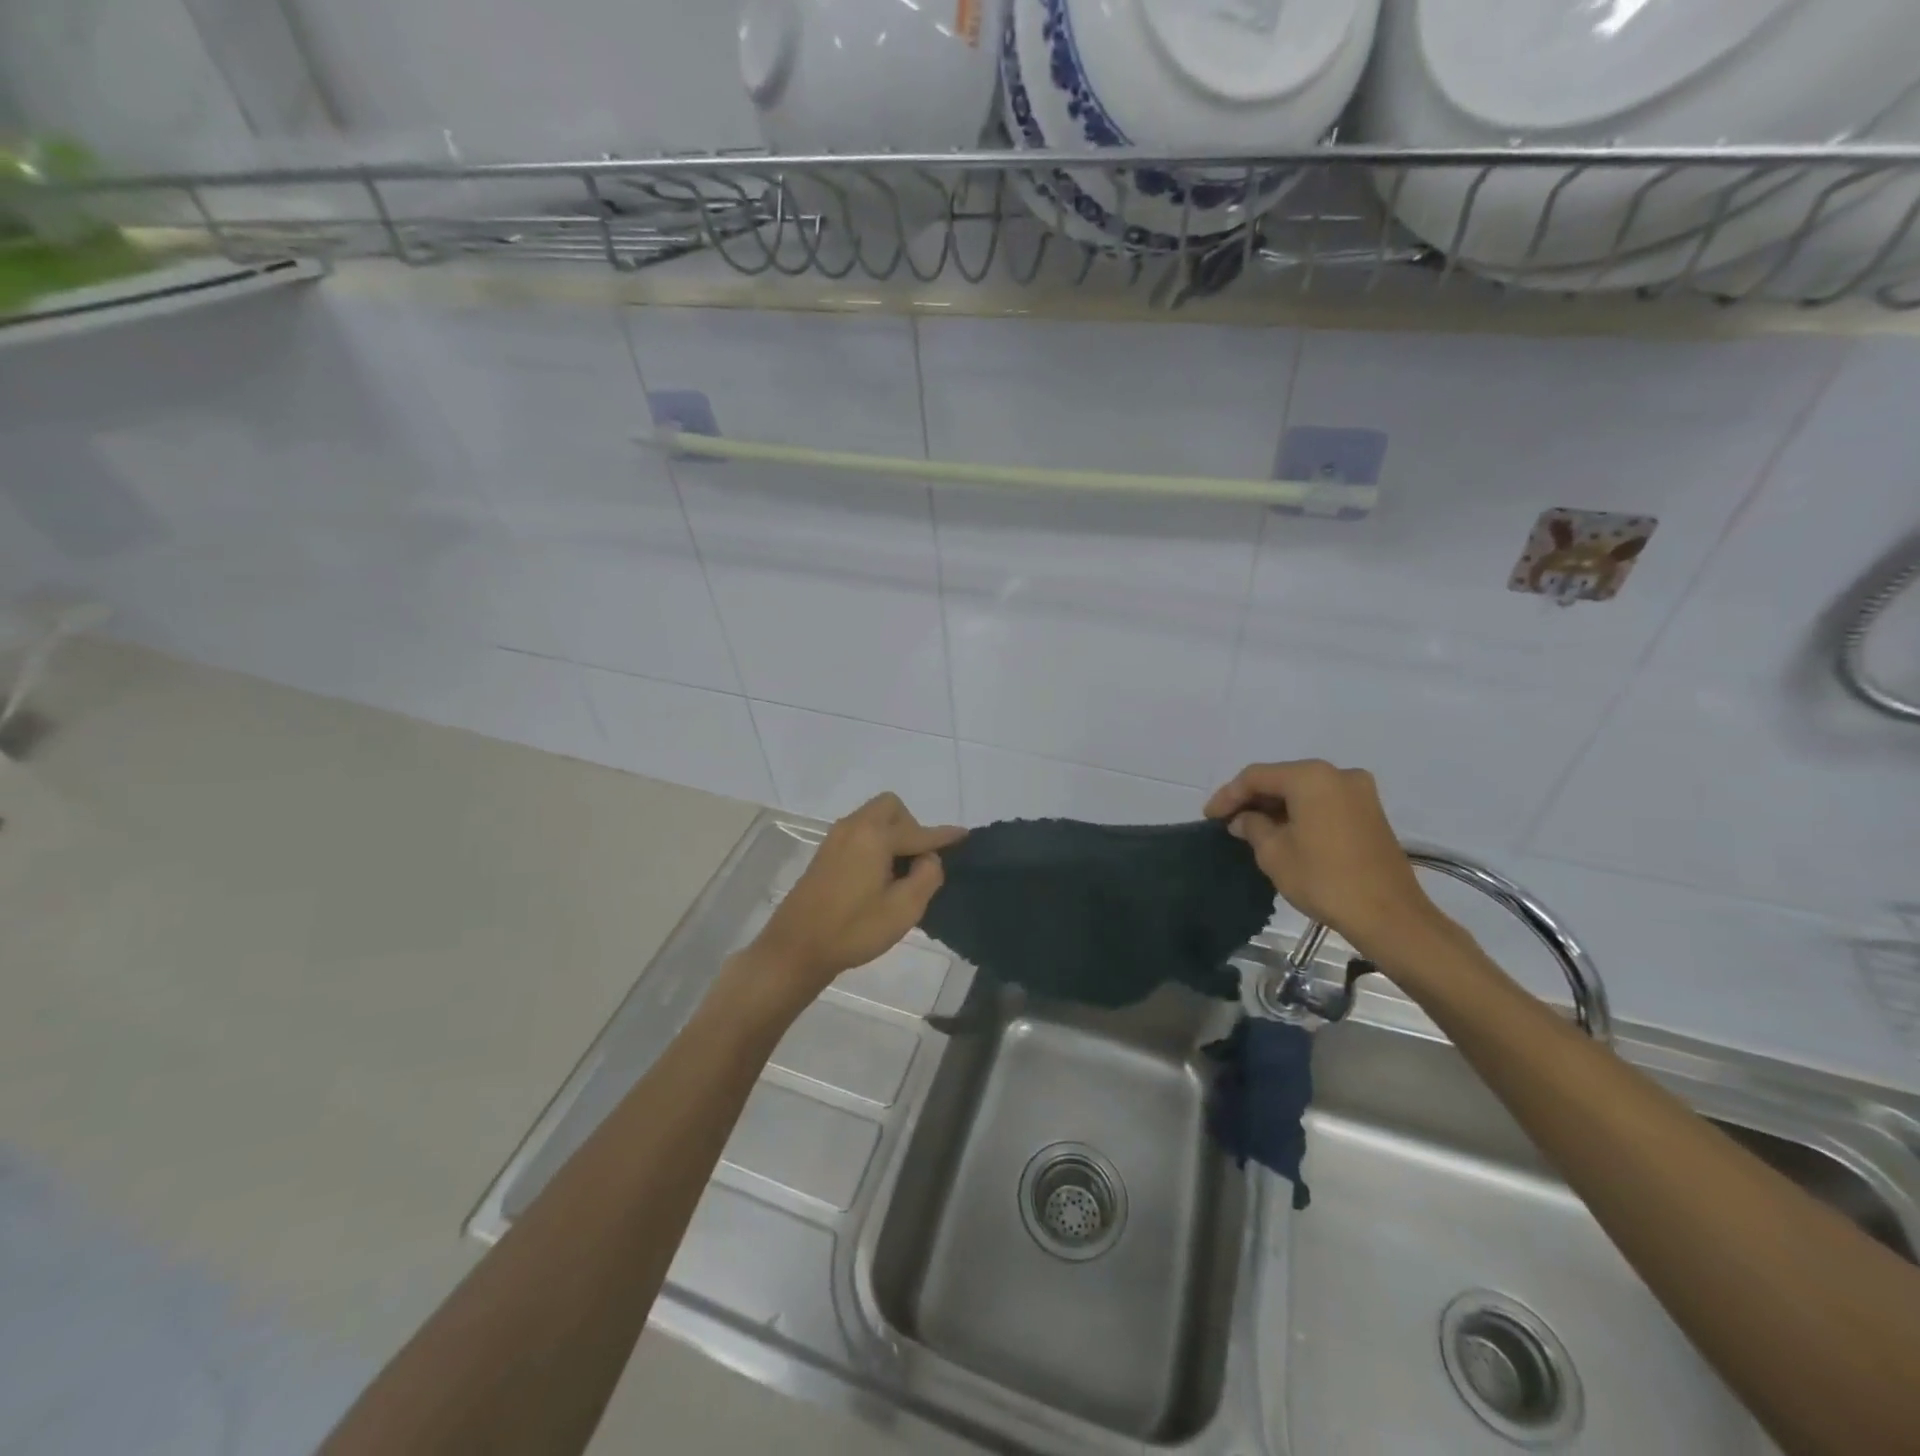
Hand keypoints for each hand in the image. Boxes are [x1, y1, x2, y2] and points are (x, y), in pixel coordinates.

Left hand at [741, 793, 964, 1011]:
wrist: (796, 948)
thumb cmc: (853, 929)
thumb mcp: (903, 909)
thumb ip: (926, 876)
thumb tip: (929, 858)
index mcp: (874, 836)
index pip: (919, 831)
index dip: (944, 835)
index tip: (965, 835)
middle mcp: (854, 827)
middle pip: (891, 808)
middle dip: (911, 826)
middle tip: (918, 860)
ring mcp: (835, 839)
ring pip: (873, 819)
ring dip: (892, 834)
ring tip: (901, 872)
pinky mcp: (825, 854)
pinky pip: (860, 833)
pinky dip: (876, 842)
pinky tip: (879, 875)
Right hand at [1205, 760, 1446, 960]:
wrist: (1388, 915)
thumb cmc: (1323, 879)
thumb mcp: (1274, 853)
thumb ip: (1252, 827)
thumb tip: (1244, 819)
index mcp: (1311, 777)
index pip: (1256, 776)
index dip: (1228, 795)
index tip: (1209, 817)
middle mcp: (1338, 774)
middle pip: (1282, 778)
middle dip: (1253, 798)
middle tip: (1228, 820)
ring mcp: (1359, 792)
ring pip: (1304, 791)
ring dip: (1276, 806)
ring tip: (1251, 828)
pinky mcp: (1370, 812)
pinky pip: (1324, 802)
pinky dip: (1300, 812)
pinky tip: (1282, 831)